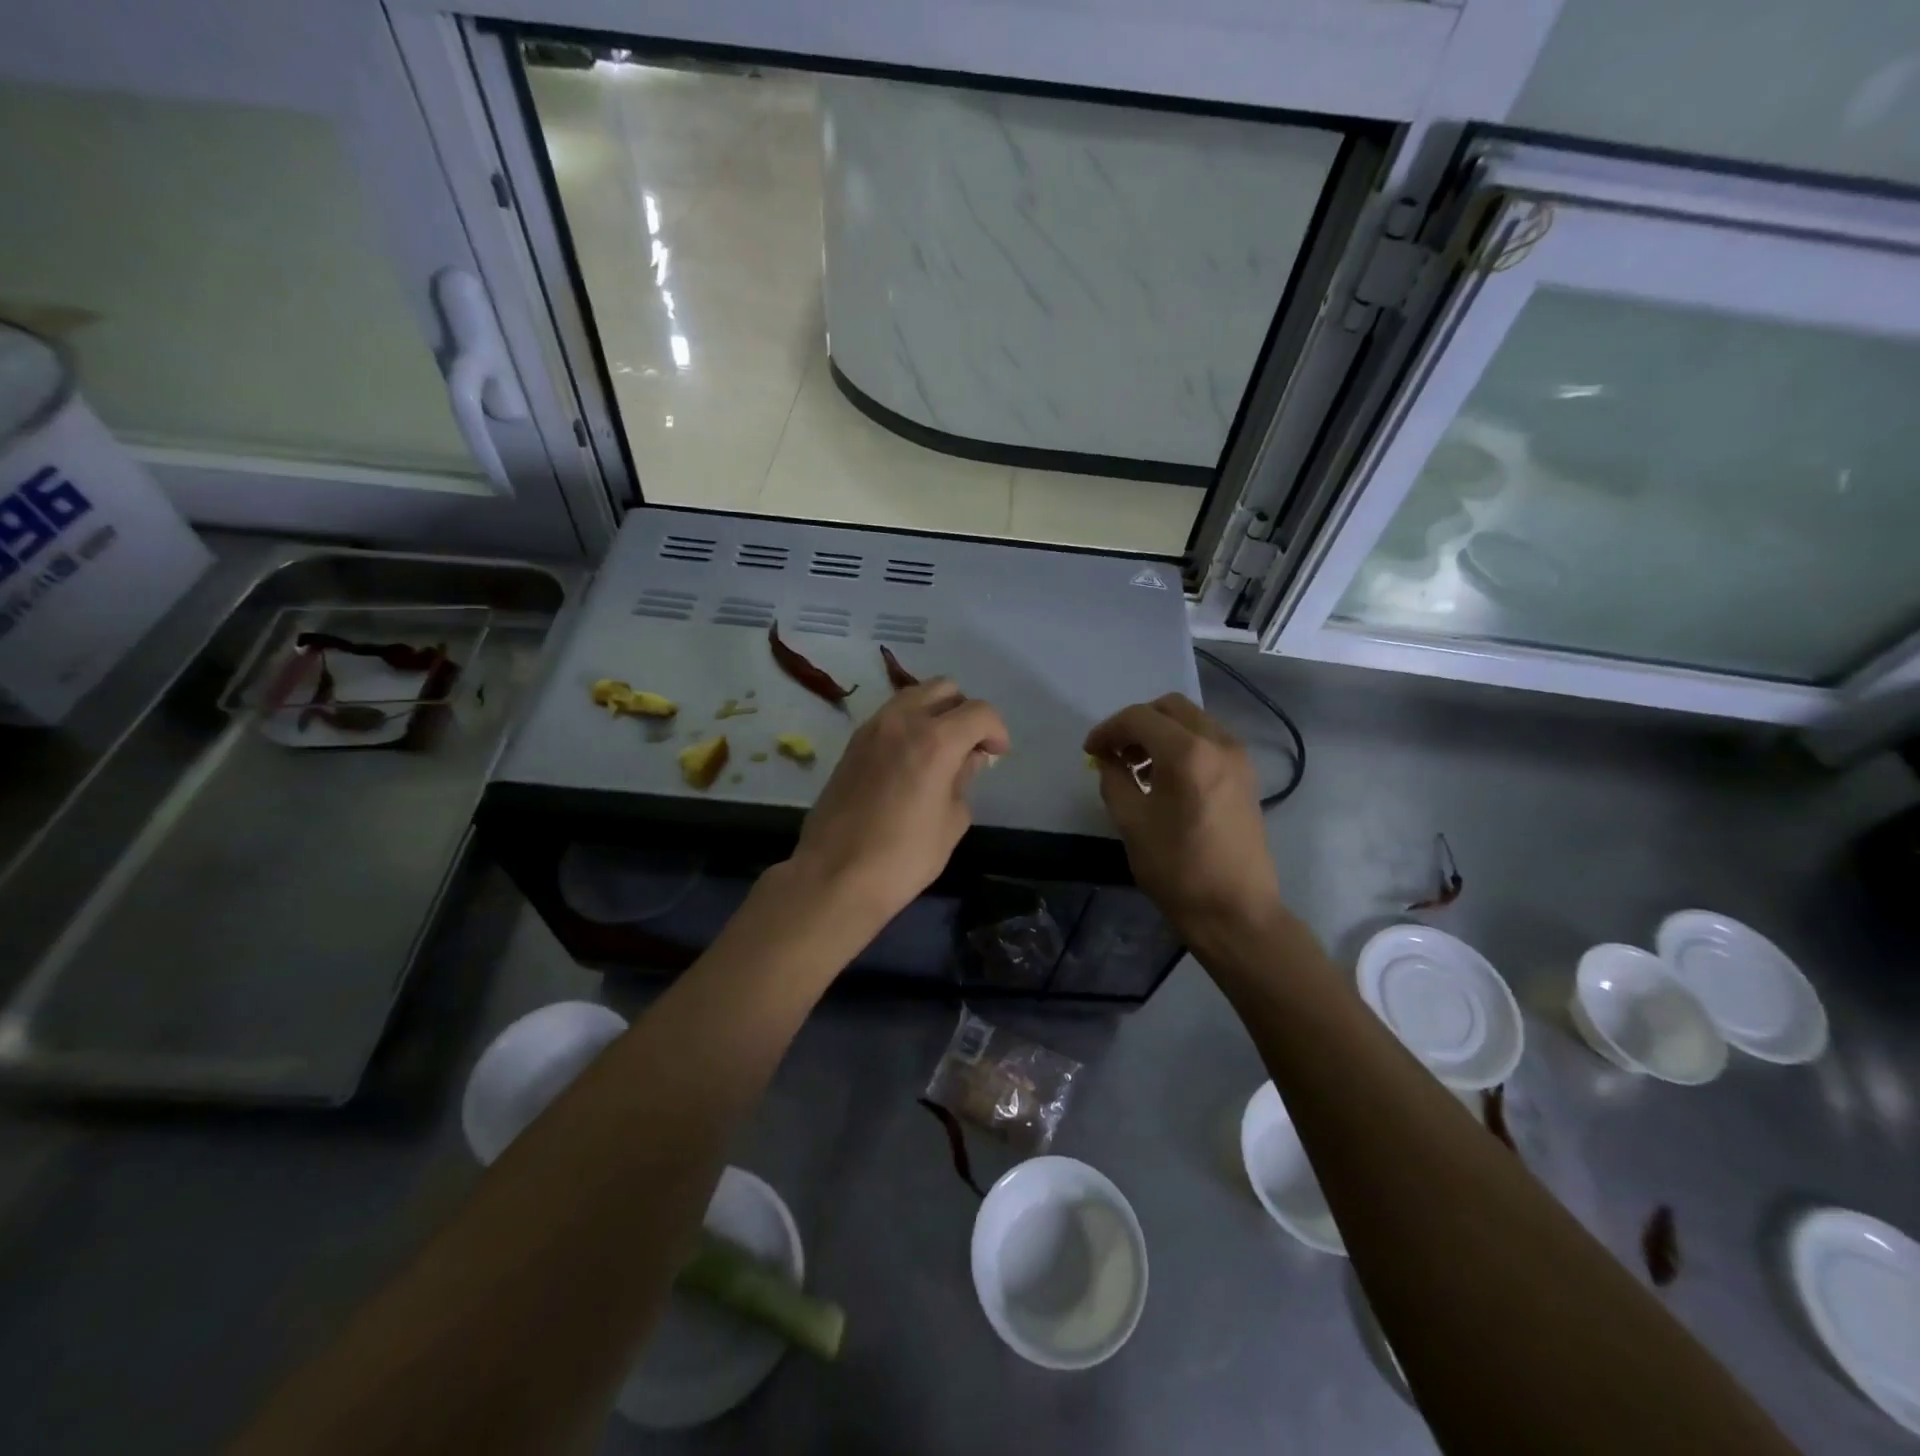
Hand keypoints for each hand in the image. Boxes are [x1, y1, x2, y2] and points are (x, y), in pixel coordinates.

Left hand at [788, 680, 1010, 931]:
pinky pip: (889, 716)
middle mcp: (902, 721)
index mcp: (935, 740)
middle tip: (970, 746)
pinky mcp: (852, 744)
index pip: (979, 712)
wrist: (835, 875)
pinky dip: (908, 724)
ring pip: (913, 696)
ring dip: (934, 712)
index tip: (997, 754)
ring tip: (940, 750)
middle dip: (965, 711)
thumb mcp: (951, 822)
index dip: (997, 730)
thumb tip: (968, 759)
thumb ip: (964, 780)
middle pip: (944, 688)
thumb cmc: (904, 857)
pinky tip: (911, 759)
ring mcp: (871, 728)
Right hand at [1084, 694, 1285, 947]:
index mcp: (1187, 753)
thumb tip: (1109, 759)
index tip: (1090, 751)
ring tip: (1136, 766)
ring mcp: (1238, 758)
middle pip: (1170, 707)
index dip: (1108, 730)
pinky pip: (1208, 741)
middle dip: (1136, 723)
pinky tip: (1164, 777)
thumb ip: (1114, 779)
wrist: (1236, 911)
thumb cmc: (1177, 869)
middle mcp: (1219, 743)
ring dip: (1160, 732)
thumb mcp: (1131, 822)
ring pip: (1192, 721)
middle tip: (1114, 752)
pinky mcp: (1246, 775)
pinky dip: (1182, 745)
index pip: (1139, 718)